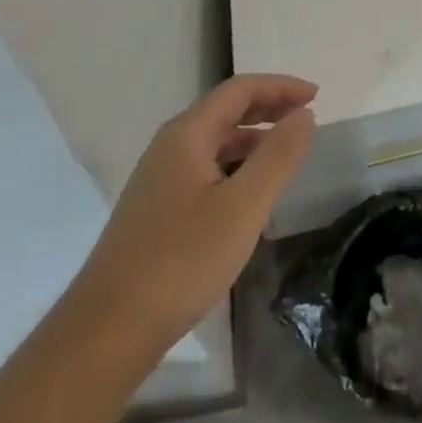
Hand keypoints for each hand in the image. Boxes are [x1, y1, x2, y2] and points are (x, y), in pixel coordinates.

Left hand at [78, 73, 316, 357]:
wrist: (105, 335)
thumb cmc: (181, 262)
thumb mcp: (243, 207)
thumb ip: (278, 156)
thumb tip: (304, 115)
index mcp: (187, 135)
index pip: (240, 89)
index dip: (281, 87)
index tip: (316, 96)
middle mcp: (169, 148)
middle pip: (225, 111)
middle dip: (268, 108)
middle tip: (305, 118)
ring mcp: (158, 181)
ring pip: (214, 143)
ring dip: (253, 139)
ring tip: (285, 156)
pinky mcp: (155, 213)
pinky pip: (205, 170)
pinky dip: (235, 167)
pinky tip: (249, 196)